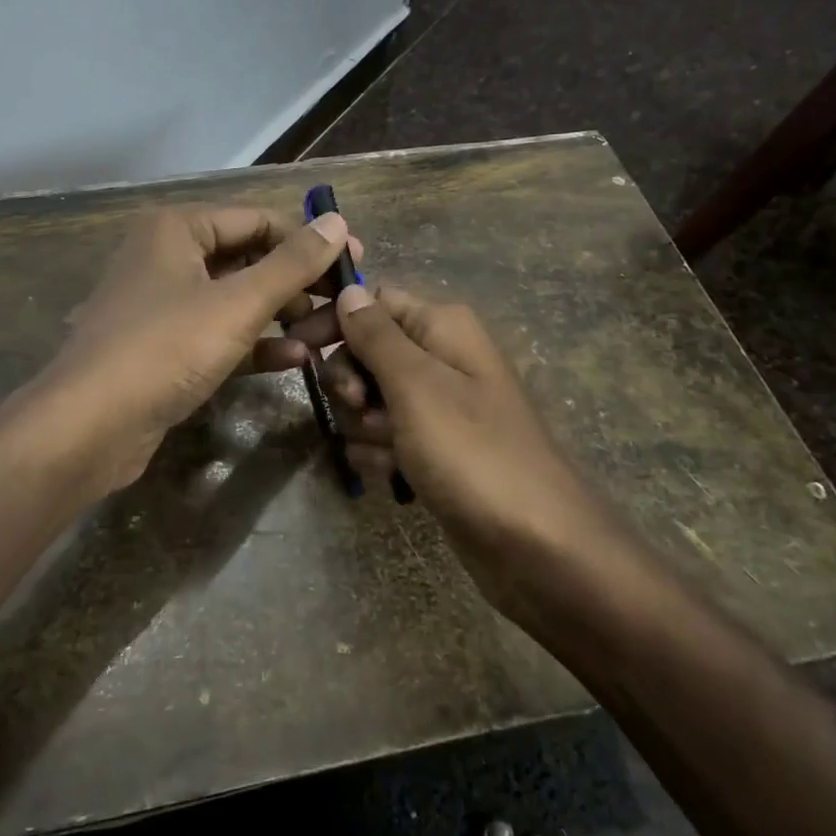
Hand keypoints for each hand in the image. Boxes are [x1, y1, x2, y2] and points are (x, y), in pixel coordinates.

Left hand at [14, 205, 359, 501]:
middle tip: (343, 303)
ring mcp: (163, 305)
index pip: (258, 220)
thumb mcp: (237, 304)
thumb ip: (291, 264)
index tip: (355, 262)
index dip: (308, 240)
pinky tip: (297, 360)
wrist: (89, 427)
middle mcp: (167, 257)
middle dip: (296, 282)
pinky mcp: (163, 348)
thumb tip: (339, 224)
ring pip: (235, 299)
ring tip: (326, 334)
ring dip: (281, 315)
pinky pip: (218, 334)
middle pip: (247, 259)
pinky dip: (255, 344)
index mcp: (177, 229)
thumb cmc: (165, 348)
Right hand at [312, 284, 631, 608]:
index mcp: (442, 327)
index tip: (299, 349)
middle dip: (351, 384)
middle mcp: (440, 358)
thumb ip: (375, 334)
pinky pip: (384, 438)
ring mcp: (437, 408)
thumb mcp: (416, 385)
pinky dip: (380, 456)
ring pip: (368, 400)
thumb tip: (347, 288)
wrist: (536, 546)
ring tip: (391, 454)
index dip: (335, 321)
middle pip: (365, 353)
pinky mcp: (432, 450)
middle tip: (361, 410)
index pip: (372, 301)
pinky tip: (394, 479)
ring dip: (364, 427)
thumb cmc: (472, 452)